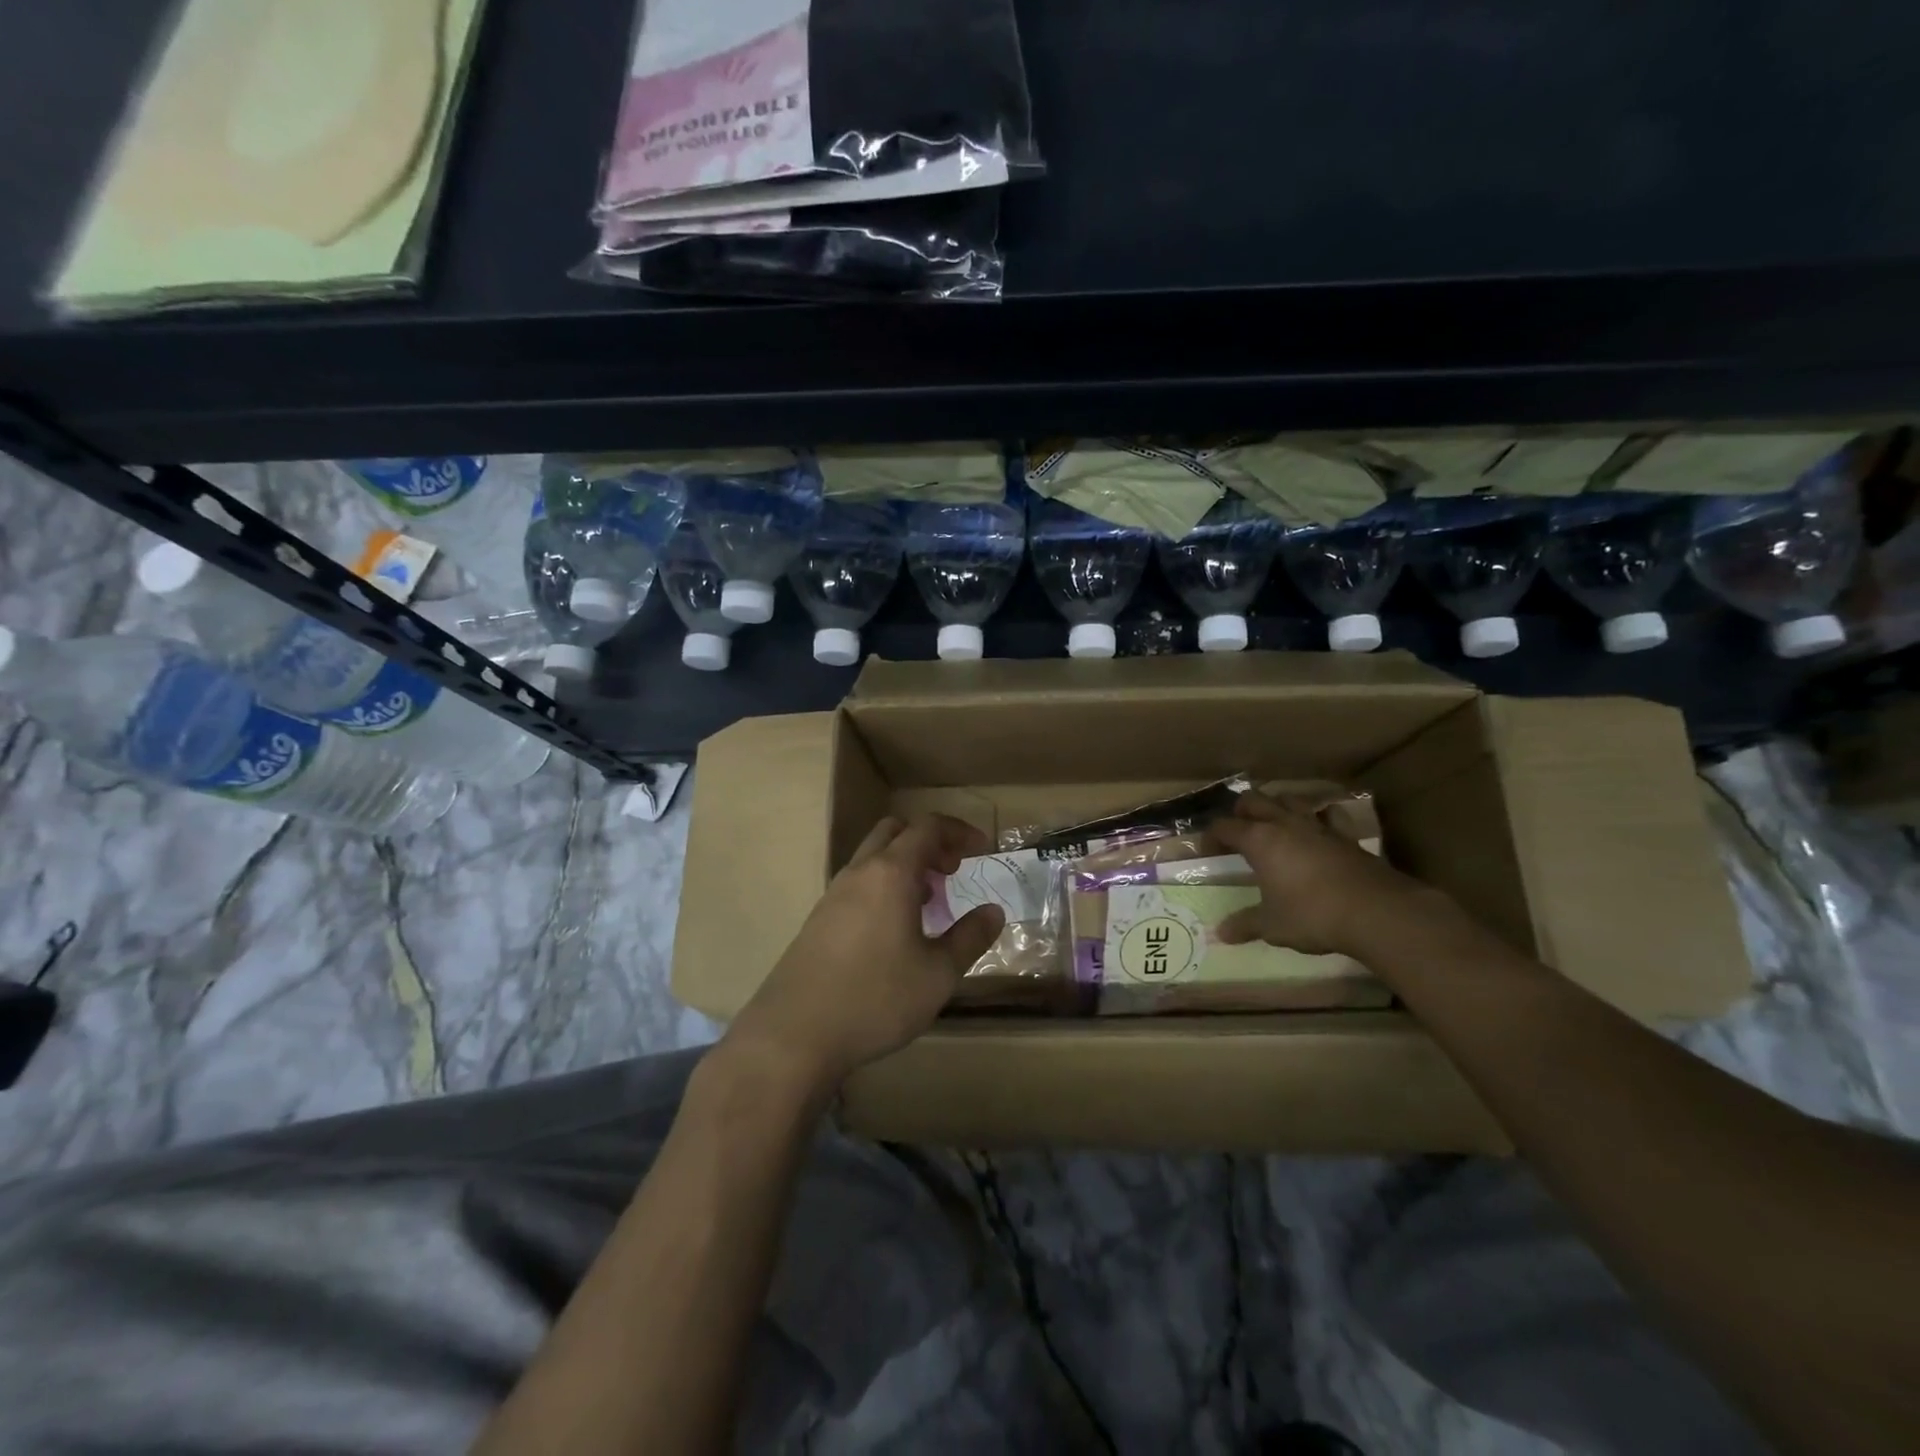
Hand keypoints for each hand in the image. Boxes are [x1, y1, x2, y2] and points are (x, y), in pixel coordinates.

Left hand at [725, 814, 1005, 1094]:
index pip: (928, 827)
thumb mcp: (938, 974)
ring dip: (905, 867)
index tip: (982, 849)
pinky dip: (883, 888)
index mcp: (890, 873)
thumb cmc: (876, 998)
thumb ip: (970, 937)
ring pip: (873, 858)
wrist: (793, 1034)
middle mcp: (859, 872)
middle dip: (929, 843)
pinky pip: (858, 885)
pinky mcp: (818, 920)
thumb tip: (994, 911)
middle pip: (895, 832)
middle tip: (951, 872)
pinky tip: (894, 932)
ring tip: (928, 905)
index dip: (959, 831)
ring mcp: (833, 895)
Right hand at [1209, 791, 1435, 955]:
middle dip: (1241, 811)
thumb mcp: (1272, 925)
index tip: (1207, 850)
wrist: (1376, 912)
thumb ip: (1246, 924)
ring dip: (1277, 806)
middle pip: (1254, 800)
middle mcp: (1285, 824)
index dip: (1212, 836)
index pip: (1225, 827)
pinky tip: (1318, 830)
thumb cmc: (1312, 915)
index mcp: (1259, 840)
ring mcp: (1318, 826)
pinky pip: (1327, 815)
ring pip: (1289, 799)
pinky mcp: (1346, 836)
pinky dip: (1318, 818)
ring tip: (1273, 823)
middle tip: (1238, 830)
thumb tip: (1221, 933)